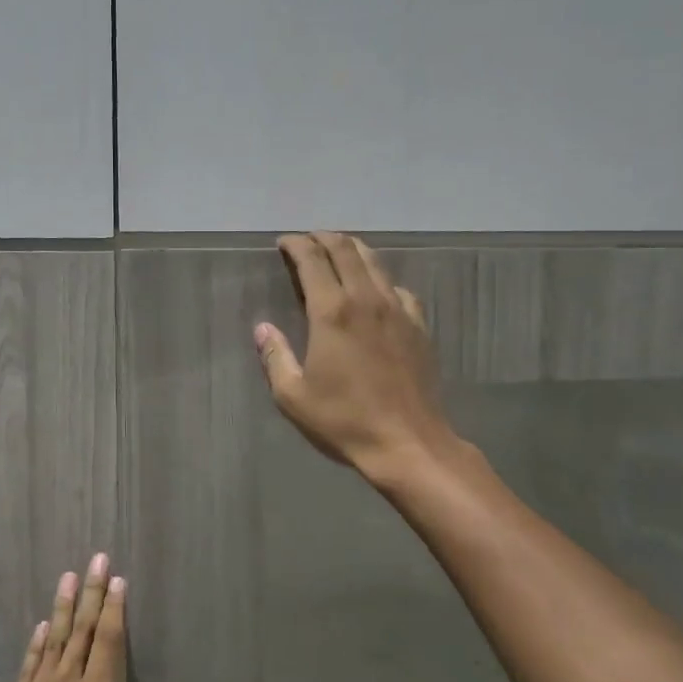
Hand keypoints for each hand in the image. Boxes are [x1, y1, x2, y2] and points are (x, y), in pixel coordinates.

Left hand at [0, 554, 171, 681]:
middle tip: (97, 559)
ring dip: (65, 606)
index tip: (118, 579)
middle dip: (92, 593)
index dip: (115, 609)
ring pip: (55, 638)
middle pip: (83, 631)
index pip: (109, 643)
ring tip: (70, 576)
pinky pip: (30, 662)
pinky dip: (39, 640)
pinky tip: (44, 624)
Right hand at [255, 232, 457, 483]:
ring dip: (353, 250)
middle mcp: (367, 300)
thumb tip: (263, 329)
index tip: (284, 243)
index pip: (313, 261)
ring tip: (338, 252)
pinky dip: (381, 279)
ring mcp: (398, 311)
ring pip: (375, 263)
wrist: (408, 443)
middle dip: (324, 238)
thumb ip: (275, 357)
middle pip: (346, 251)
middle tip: (308, 240)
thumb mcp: (293, 396)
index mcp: (332, 313)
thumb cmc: (344, 421)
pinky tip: (376, 291)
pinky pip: (398, 289)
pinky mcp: (419, 327)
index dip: (296, 245)